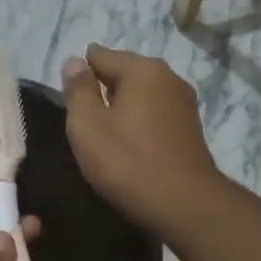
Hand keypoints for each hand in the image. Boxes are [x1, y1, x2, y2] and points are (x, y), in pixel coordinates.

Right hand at [61, 44, 221, 233]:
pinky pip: (156, 114)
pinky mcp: (190, 128)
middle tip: (83, 122)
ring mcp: (184, 103)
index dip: (79, 75)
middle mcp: (168, 77)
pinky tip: (130, 146)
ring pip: (142, 95)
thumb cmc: (128, 163)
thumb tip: (74, 62)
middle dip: (102, 90)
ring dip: (122, 108)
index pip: (100, 55)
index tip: (69, 101)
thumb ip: (77, 91)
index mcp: (142, 69)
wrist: (184, 204)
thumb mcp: (88, 126)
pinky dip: (140, 123)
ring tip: (104, 136)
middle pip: (124, 73)